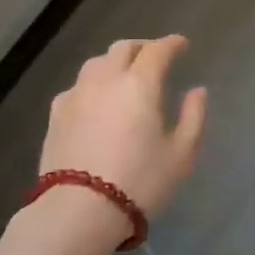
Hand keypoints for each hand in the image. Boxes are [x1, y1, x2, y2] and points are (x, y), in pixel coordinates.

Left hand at [40, 35, 207, 218]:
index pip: (157, 50)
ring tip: (124, 76)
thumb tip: (198, 91)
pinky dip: (93, 84)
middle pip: (123, 49)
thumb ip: (194, 117)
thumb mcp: (181, 155)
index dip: (172, 43)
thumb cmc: (139, 183)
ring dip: (114, 62)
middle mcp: (105, 79)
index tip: (181, 45)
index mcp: (139, 84)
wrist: (79, 211)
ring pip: (96, 63)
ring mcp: (76, 94)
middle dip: (142, 48)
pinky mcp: (56, 114)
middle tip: (154, 58)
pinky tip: (96, 101)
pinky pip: (78, 86)